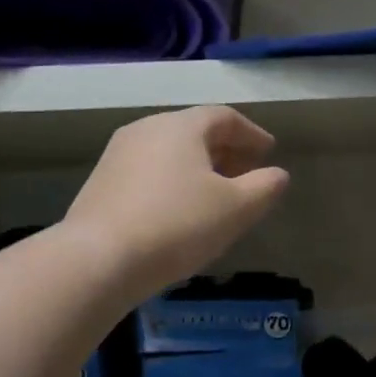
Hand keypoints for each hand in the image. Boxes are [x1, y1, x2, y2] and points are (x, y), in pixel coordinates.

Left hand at [65, 106, 289, 296]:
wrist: (98, 259)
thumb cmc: (177, 226)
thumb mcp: (235, 209)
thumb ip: (264, 188)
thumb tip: (277, 174)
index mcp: (181, 126)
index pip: (224, 117)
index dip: (251, 133)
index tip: (268, 152)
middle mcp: (145, 129)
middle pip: (194, 131)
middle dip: (224, 150)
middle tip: (245, 173)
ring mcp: (117, 155)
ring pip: (168, 152)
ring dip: (197, 167)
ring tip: (214, 194)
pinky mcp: (100, 183)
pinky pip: (148, 172)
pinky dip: (171, 182)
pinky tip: (178, 211)